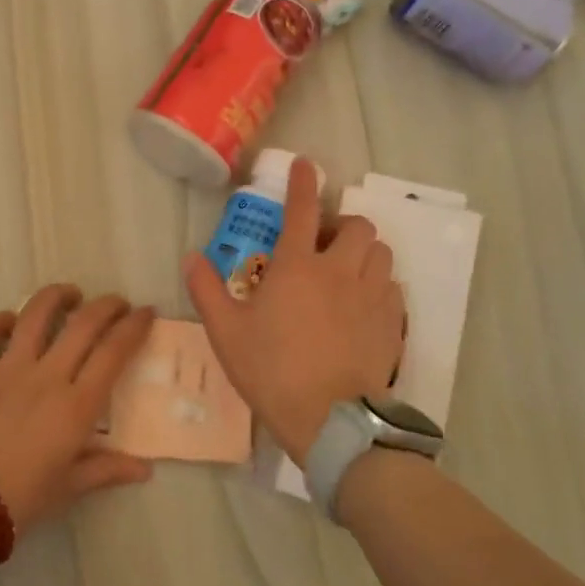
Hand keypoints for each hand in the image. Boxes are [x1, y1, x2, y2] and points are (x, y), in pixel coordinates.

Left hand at [0, 285, 155, 530]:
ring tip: (70, 294)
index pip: (114, 351)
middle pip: (84, 323)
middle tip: (118, 303)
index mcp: (76, 405)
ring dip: (57, 296)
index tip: (146, 312)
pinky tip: (11, 321)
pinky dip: (1, 319)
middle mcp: (47, 376)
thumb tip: (145, 469)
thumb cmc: (23, 499)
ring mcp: (8, 369)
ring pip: (36, 314)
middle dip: (107, 305)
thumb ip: (108, 469)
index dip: (134, 326)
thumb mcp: (71, 486)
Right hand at [184, 157, 404, 464]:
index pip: (303, 209)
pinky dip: (379, 285)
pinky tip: (363, 305)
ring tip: (346, 271)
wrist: (329, 420)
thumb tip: (191, 257)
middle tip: (324, 244)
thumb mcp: (226, 332)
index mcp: (298, 267)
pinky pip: (393, 288)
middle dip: (342, 225)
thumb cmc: (272, 371)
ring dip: (364, 252)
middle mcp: (340, 271)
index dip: (304, 182)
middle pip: (357, 226)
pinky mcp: (392, 323)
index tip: (306, 165)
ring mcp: (372, 296)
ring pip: (381, 253)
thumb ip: (206, 290)